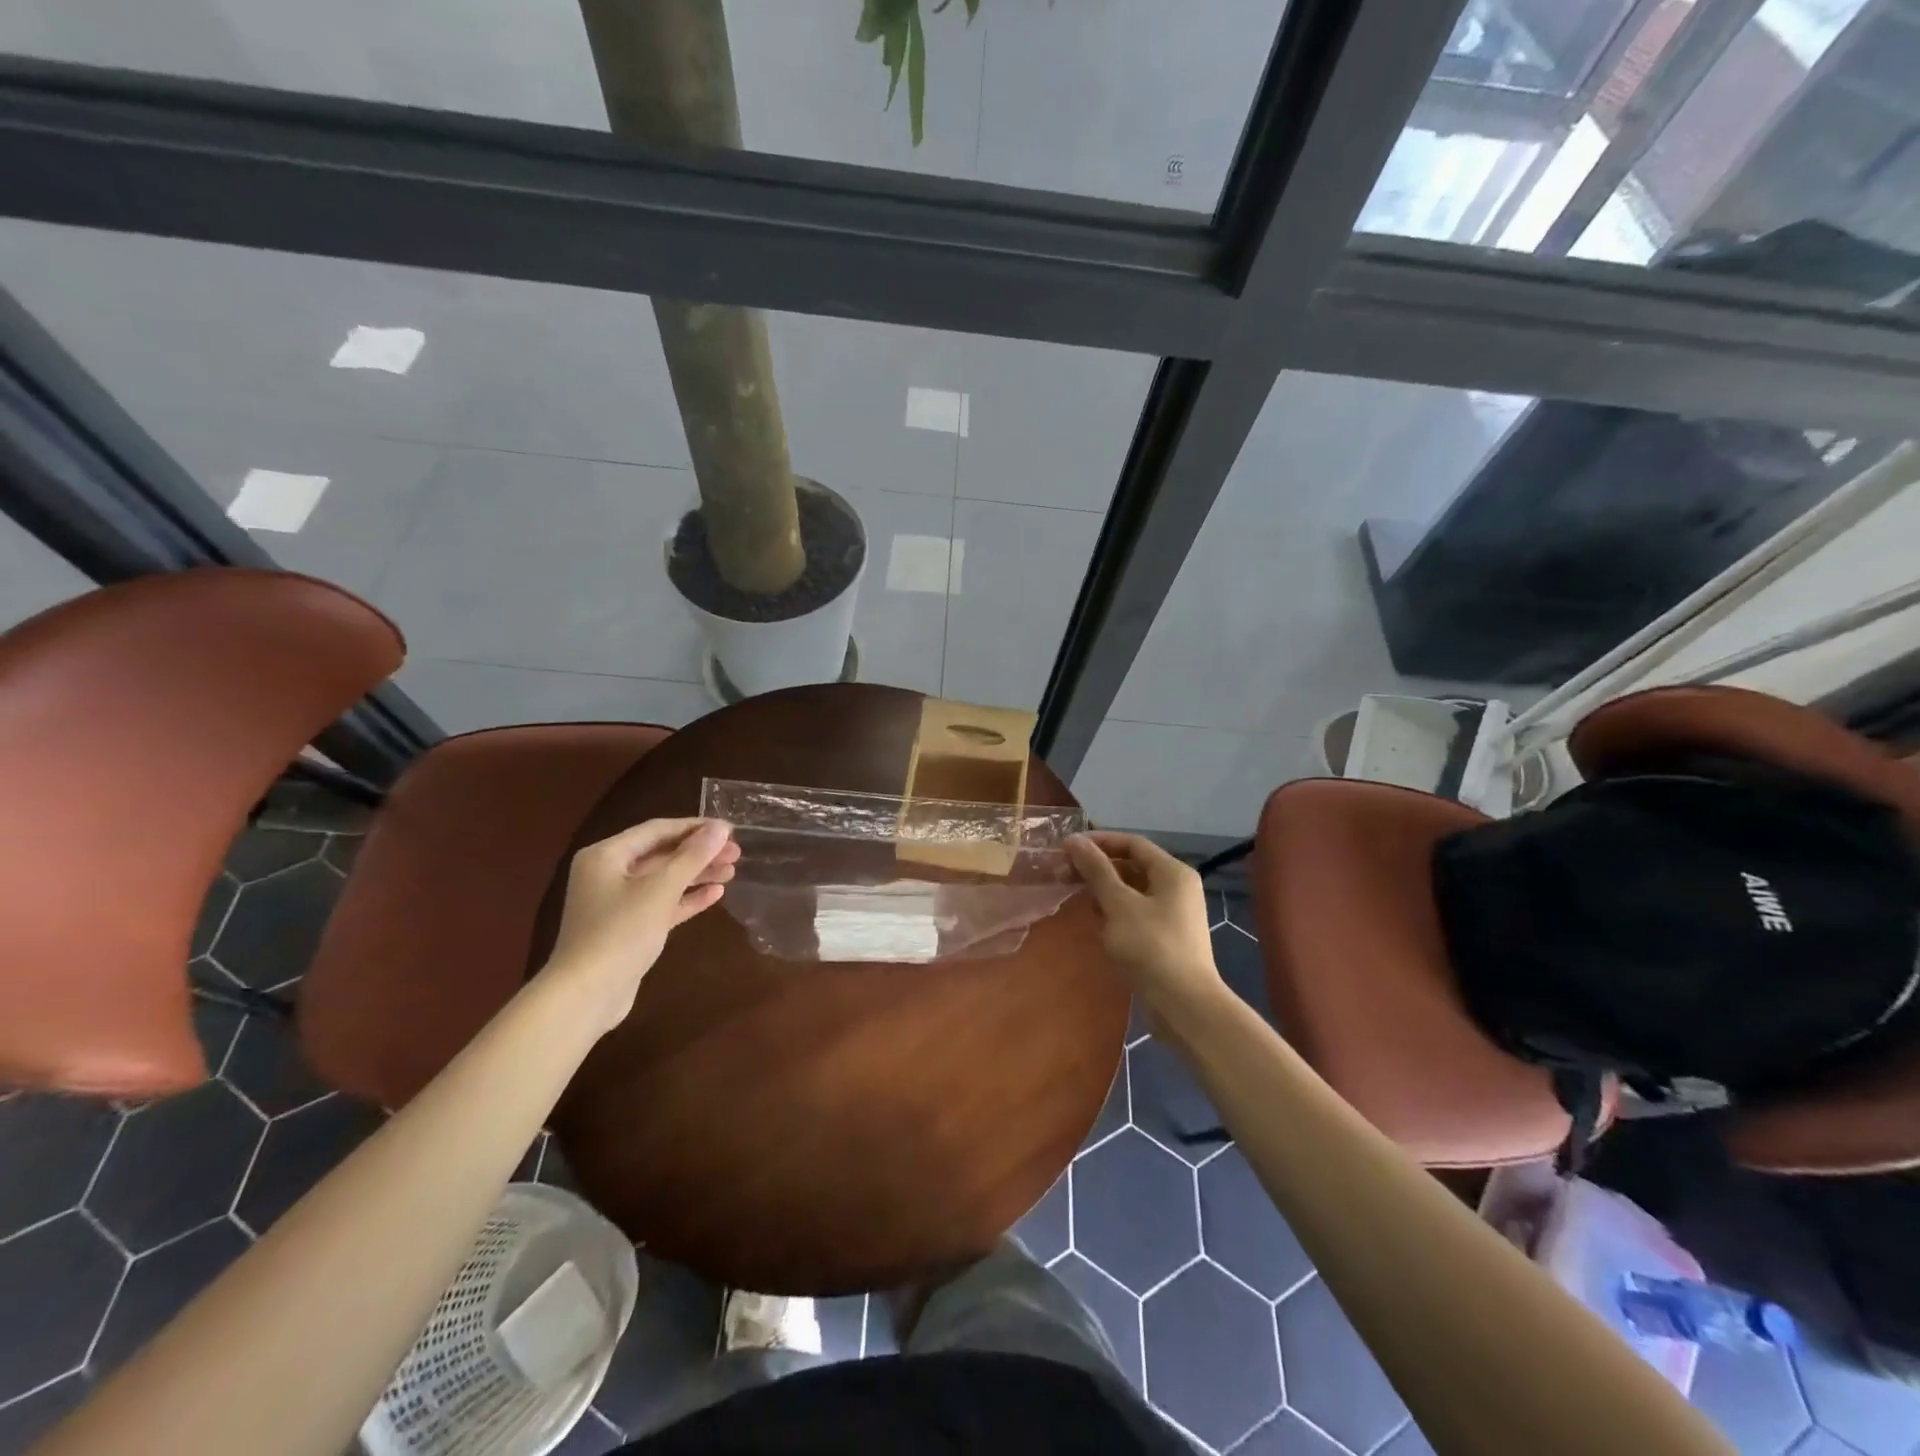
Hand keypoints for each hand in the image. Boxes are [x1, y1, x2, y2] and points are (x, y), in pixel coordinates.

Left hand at [542, 818, 739, 1034]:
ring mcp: (617, 902)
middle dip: (699, 853)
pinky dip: (686, 898)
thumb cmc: (620, 932)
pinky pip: (662, 903)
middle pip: (662, 854)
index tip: (730, 830)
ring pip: (664, 879)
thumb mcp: (660, 890)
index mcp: (606, 855)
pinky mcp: (628, 927)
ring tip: (732, 871)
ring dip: (697, 874)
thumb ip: (692, 857)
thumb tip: (720, 829)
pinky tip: (715, 895)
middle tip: (736, 853)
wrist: (586, 995)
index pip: (657, 830)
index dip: (695, 827)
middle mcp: (608, 873)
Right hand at [1065, 831, 1220, 1010]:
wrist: (1183, 1004)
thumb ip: (1096, 870)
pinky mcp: (1167, 937)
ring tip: (1077, 894)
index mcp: (1172, 872)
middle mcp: (1178, 887)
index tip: (1068, 848)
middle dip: (1100, 867)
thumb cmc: (1150, 946)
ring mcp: (1175, 913)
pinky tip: (1097, 921)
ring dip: (1106, 890)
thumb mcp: (1118, 904)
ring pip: (1134, 890)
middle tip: (1067, 872)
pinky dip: (1116, 911)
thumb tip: (1074, 840)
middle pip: (1134, 865)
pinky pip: (1138, 912)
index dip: (1100, 842)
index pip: (1133, 843)